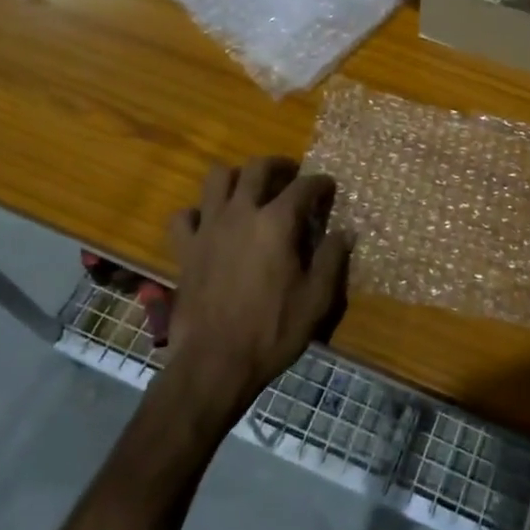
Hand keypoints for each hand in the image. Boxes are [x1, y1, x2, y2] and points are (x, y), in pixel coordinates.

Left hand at [162, 157, 351, 420]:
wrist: (214, 364)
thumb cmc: (272, 331)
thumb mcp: (316, 299)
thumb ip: (332, 259)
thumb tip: (345, 232)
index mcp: (277, 222)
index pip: (304, 186)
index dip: (320, 183)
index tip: (329, 188)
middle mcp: (242, 213)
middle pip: (257, 168)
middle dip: (278, 166)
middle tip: (290, 176)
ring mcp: (209, 228)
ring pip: (216, 178)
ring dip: (235, 178)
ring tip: (248, 191)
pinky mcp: (185, 249)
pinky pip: (184, 216)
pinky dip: (197, 214)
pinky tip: (209, 225)